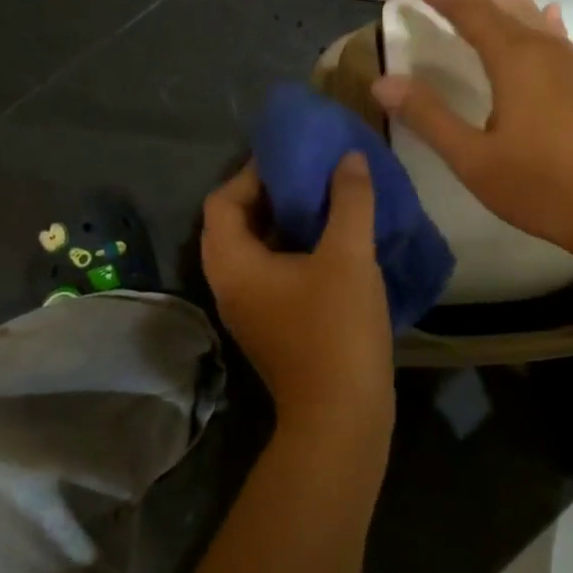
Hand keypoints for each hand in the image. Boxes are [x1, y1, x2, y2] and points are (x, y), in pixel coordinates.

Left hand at [201, 156, 394, 448]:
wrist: (342, 415)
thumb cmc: (337, 330)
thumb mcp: (348, 256)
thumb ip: (350, 201)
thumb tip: (348, 159)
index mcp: (233, 265)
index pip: (222, 201)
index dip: (252, 173)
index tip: (291, 156)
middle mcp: (230, 285)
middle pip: (235, 224)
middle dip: (270, 195)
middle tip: (310, 175)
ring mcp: (250, 310)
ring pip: (257, 251)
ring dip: (285, 223)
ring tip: (326, 201)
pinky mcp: (272, 326)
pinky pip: (273, 274)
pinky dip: (295, 250)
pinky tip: (334, 243)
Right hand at [370, 0, 572, 265]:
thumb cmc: (542, 187)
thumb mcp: (474, 159)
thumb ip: (429, 118)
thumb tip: (383, 82)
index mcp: (514, 61)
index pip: (469, 14)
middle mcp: (545, 51)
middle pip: (504, 4)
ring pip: (535, 15)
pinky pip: (561, 37)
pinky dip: (547, 20)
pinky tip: (551, 15)